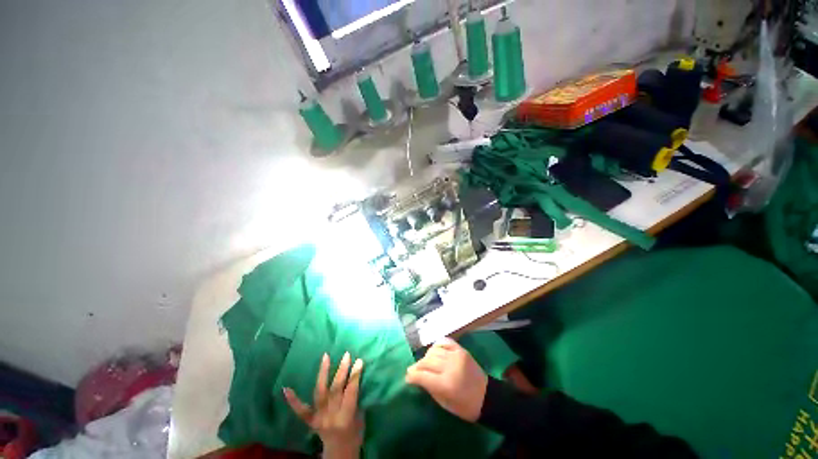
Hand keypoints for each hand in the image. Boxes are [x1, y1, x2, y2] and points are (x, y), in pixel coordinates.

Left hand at [284, 352, 363, 458]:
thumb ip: (356, 399)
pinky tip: (286, 388)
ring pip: (320, 392)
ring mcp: (319, 418)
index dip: (355, 376)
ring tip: (326, 357)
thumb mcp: (360, 417)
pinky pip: (301, 410)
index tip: (358, 360)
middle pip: (336, 390)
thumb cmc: (354, 435)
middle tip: (346, 355)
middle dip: (342, 371)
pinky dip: (293, 400)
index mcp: (346, 417)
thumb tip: (355, 378)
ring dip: (323, 373)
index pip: (351, 392)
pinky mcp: (310, 421)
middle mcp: (331, 416)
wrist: (340, 454)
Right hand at [404, 338, 486, 421]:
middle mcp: (450, 366)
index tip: (407, 378)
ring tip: (425, 363)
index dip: (412, 376)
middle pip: (427, 361)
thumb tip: (416, 377)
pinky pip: (444, 341)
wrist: (486, 396)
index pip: (422, 375)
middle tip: (413, 371)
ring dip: (426, 357)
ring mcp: (456, 355)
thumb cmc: (464, 406)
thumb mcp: (444, 403)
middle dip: (417, 366)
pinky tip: (434, 352)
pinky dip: (436, 345)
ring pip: (433, 350)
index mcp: (446, 384)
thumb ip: (429, 387)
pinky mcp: (461, 349)